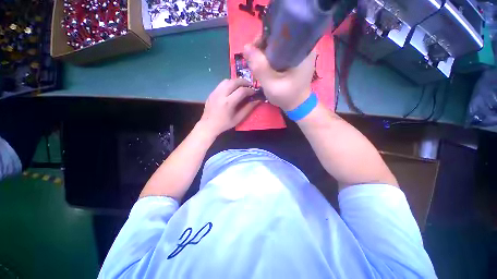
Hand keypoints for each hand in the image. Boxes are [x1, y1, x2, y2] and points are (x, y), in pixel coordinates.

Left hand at [198, 78, 260, 136]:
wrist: (208, 125)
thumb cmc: (225, 124)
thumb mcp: (238, 118)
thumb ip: (248, 108)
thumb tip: (257, 101)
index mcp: (228, 103)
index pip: (241, 91)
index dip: (250, 90)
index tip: (254, 92)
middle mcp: (221, 94)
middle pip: (234, 81)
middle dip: (244, 82)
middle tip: (250, 85)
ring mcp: (215, 92)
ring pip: (227, 80)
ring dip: (236, 81)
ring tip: (241, 86)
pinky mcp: (212, 92)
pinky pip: (222, 84)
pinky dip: (229, 84)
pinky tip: (232, 89)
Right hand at [243, 41, 315, 110]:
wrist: (298, 105)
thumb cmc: (287, 96)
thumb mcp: (271, 84)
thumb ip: (259, 66)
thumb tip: (245, 47)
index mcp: (302, 50)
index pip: (279, 33)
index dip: (263, 39)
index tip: (253, 50)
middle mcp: (303, 47)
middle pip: (278, 38)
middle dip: (263, 47)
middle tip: (254, 60)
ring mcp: (300, 53)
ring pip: (278, 46)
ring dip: (265, 53)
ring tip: (258, 64)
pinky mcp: (296, 59)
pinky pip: (280, 52)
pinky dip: (270, 58)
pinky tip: (265, 66)